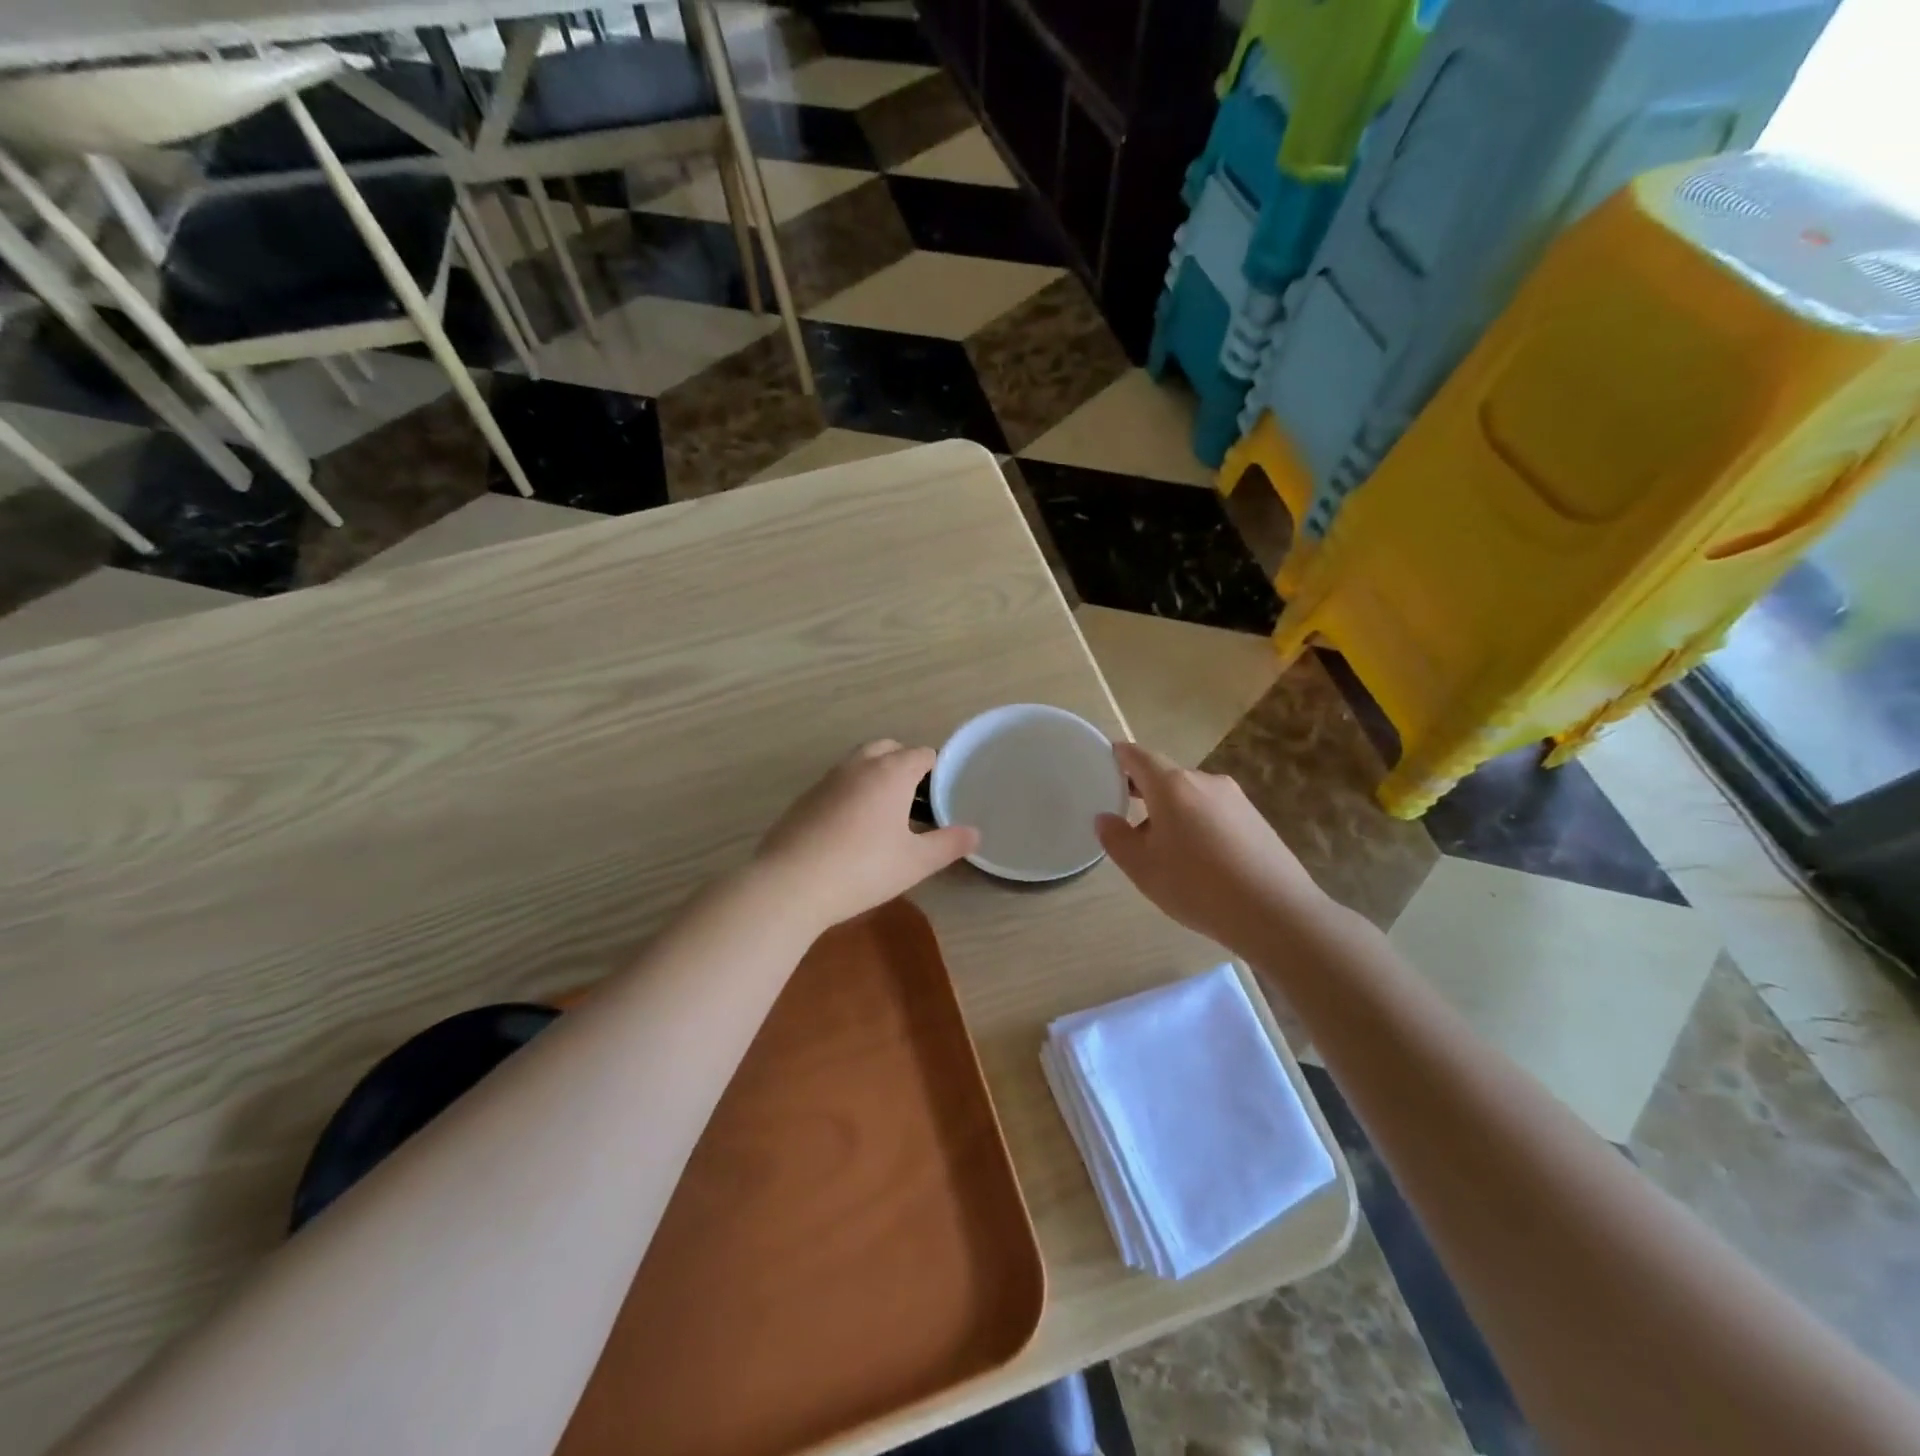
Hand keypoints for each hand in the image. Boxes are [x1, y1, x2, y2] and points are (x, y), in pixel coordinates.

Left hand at [754, 740, 979, 929]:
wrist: (790, 883)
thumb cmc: (863, 869)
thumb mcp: (915, 862)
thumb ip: (948, 844)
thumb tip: (974, 833)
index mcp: (891, 772)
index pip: (921, 754)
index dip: (936, 770)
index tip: (941, 796)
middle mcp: (858, 765)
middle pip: (888, 748)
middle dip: (904, 765)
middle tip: (915, 800)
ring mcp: (827, 779)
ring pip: (859, 763)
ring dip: (876, 776)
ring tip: (886, 814)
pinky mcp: (805, 798)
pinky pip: (837, 783)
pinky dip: (851, 793)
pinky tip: (851, 829)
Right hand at [1095, 742, 1328, 955]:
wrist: (1277, 913)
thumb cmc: (1197, 886)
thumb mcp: (1143, 868)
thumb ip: (1116, 839)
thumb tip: (1106, 818)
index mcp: (1172, 785)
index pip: (1137, 756)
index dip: (1117, 757)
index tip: (1104, 767)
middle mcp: (1205, 781)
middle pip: (1165, 775)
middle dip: (1143, 791)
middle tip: (1125, 816)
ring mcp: (1235, 798)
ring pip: (1191, 796)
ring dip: (1172, 811)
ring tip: (1163, 848)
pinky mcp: (1256, 819)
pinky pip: (1214, 812)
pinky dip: (1198, 824)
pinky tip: (1199, 860)